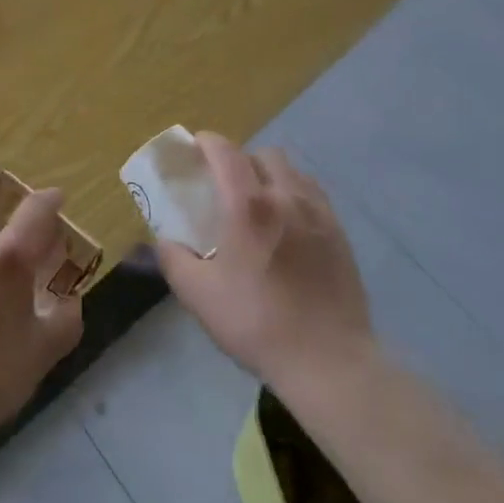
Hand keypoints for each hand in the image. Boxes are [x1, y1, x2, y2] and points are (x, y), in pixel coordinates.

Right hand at [154, 134, 376, 396]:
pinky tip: (288, 223)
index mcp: (248, 205)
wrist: (327, 359)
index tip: (195, 147)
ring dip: (270, 174)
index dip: (208, 142)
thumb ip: (174, 260)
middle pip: (262, 155)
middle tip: (226, 184)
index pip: (226, 152)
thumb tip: (164, 240)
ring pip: (292, 171)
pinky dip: (295, 194)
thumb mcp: (199, 296)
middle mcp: (286, 196)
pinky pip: (313, 194)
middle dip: (240, 159)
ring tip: (259, 202)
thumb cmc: (257, 323)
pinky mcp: (339, 232)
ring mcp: (318, 212)